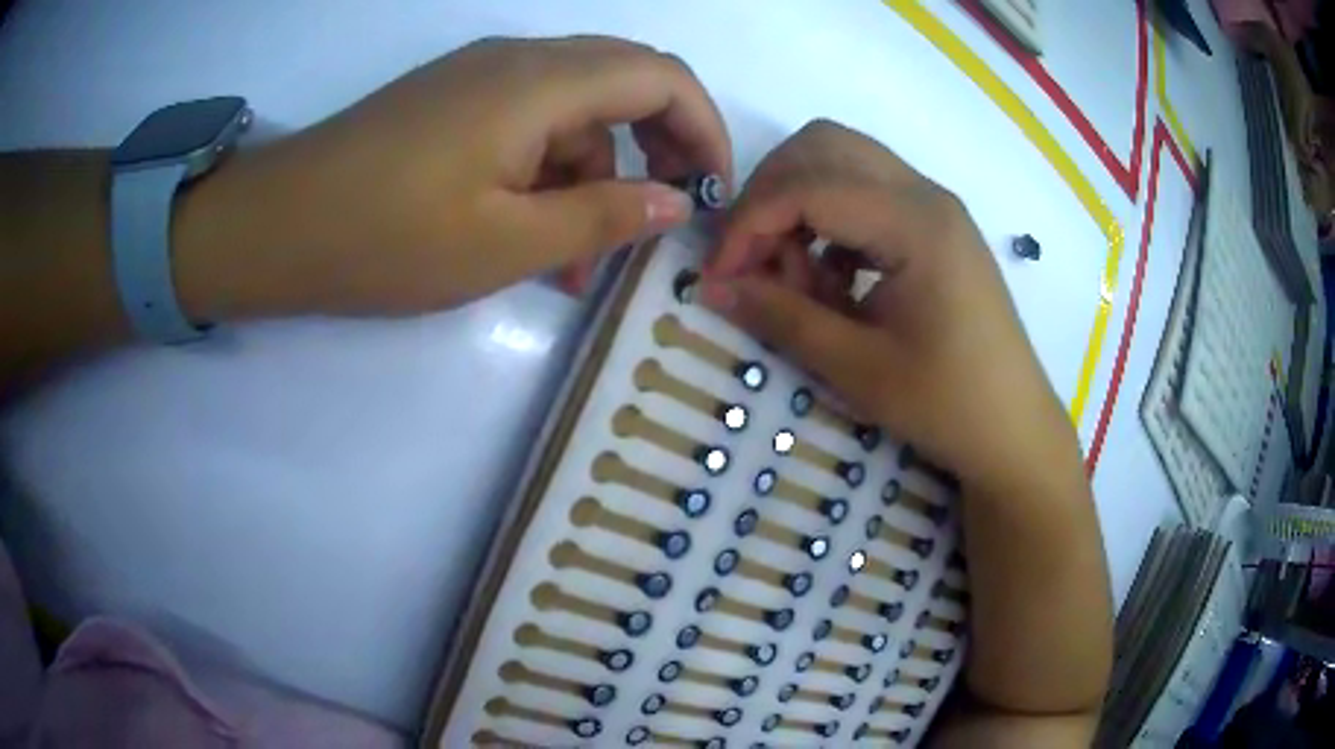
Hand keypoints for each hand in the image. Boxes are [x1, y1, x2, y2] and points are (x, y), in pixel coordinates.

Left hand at [175, 36, 731, 320]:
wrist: (275, 228)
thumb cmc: (384, 238)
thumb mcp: (505, 244)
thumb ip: (602, 217)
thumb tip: (673, 202)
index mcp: (540, 82)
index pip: (663, 78)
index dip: (704, 129)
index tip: (714, 192)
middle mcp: (519, 60)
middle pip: (624, 84)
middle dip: (656, 150)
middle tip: (658, 220)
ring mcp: (480, 78)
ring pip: (571, 114)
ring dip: (589, 179)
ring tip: (574, 263)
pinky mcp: (451, 102)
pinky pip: (525, 125)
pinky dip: (544, 174)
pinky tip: (527, 233)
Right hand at [700, 120, 1076, 490]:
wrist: (1014, 430)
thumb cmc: (947, 404)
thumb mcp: (857, 368)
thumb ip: (781, 316)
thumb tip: (711, 287)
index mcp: (916, 222)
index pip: (807, 186)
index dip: (749, 225)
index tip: (720, 276)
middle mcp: (926, 194)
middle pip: (822, 146)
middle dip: (771, 195)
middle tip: (755, 261)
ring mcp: (934, 206)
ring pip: (843, 162)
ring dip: (801, 205)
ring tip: (799, 278)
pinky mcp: (936, 226)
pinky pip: (866, 193)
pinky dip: (831, 220)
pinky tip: (834, 278)